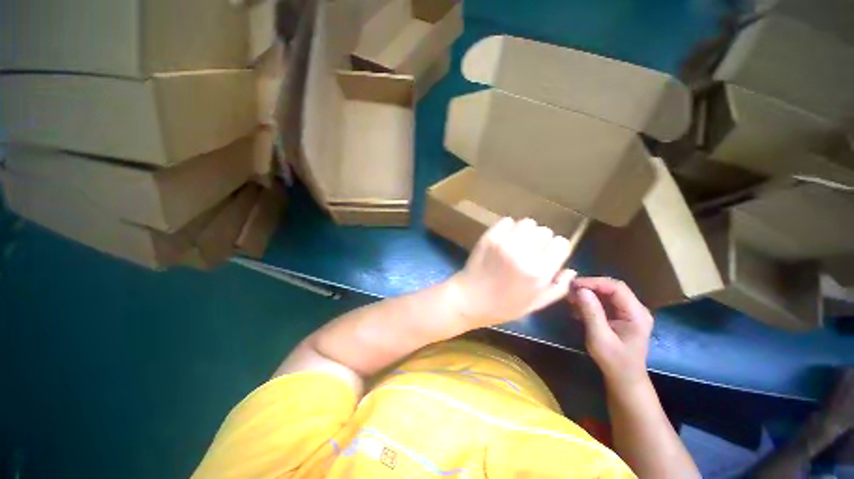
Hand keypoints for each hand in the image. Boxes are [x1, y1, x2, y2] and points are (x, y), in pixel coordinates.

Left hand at [448, 217, 575, 328]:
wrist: (469, 299)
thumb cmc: (503, 306)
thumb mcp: (535, 304)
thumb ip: (558, 288)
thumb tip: (571, 269)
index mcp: (539, 272)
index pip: (561, 243)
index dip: (556, 249)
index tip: (548, 255)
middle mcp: (524, 254)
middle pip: (544, 231)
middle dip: (541, 240)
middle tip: (530, 250)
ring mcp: (504, 243)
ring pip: (527, 222)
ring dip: (525, 231)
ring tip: (517, 242)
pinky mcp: (489, 237)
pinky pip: (506, 221)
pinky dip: (508, 227)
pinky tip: (504, 238)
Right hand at [569, 277, 652, 389]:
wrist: (625, 378)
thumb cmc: (614, 361)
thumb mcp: (599, 338)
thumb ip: (591, 313)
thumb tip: (581, 290)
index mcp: (637, 314)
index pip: (616, 287)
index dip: (594, 282)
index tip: (574, 284)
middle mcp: (637, 309)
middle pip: (612, 288)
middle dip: (590, 287)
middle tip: (570, 291)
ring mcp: (631, 312)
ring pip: (608, 294)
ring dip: (589, 294)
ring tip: (571, 299)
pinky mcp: (623, 316)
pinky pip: (606, 302)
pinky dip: (591, 302)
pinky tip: (578, 308)